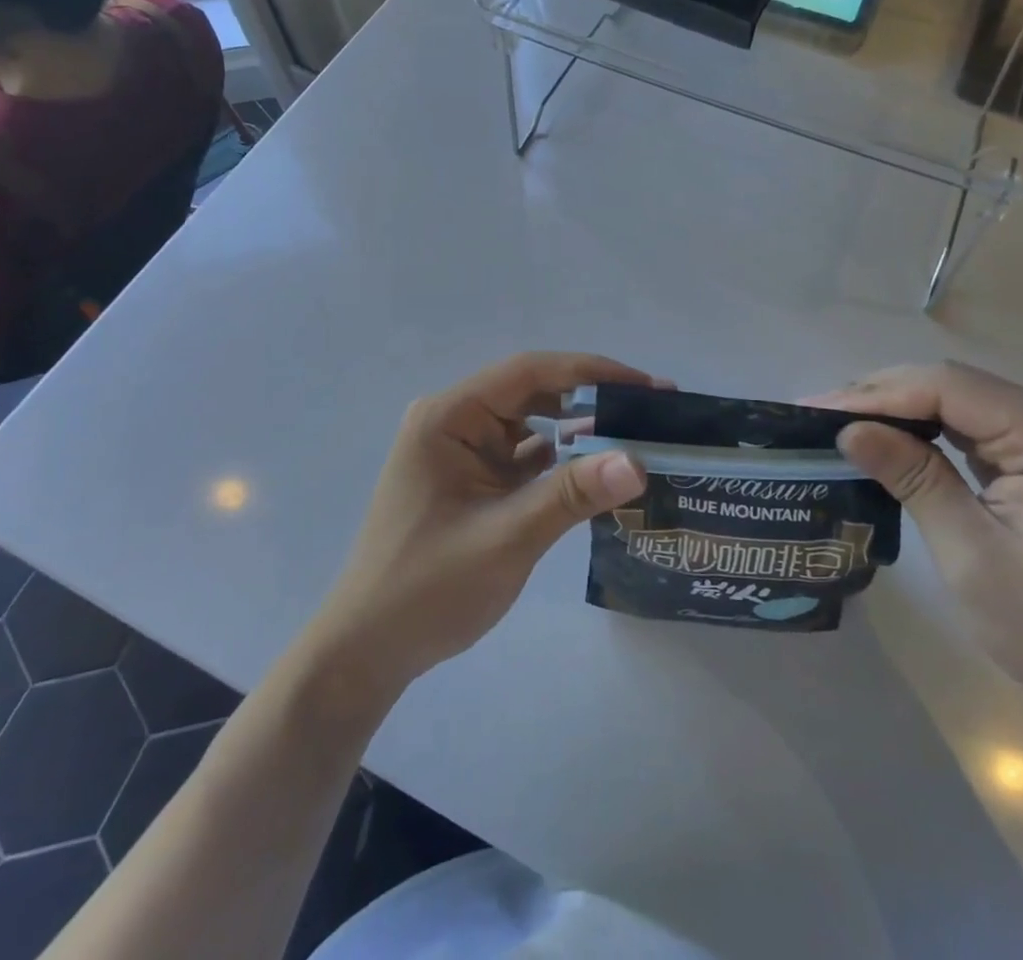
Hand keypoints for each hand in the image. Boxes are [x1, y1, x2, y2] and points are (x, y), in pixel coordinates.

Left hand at [310, 353, 653, 695]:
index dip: (593, 372)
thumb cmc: (428, 588)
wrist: (367, 651)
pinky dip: (561, 462)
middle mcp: (454, 421)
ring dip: (580, 431)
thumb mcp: (506, 538)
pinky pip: (524, 457)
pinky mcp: (472, 479)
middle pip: (534, 393)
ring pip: (533, 424)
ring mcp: (462, 451)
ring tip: (638, 438)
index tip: (648, 386)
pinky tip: (601, 471)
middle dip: (593, 400)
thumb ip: (572, 495)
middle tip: (655, 413)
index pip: (529, 372)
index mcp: (449, 416)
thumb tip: (638, 462)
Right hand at [820, 362, 1022, 716]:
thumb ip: (913, 479)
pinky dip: (925, 430)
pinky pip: (973, 427)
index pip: (947, 388)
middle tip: (817, 415)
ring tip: (840, 422)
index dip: (876, 394)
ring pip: (958, 401)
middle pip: (952, 385)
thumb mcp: (971, 555)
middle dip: (881, 396)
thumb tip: (849, 430)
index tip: (816, 410)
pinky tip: (889, 438)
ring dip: (898, 409)